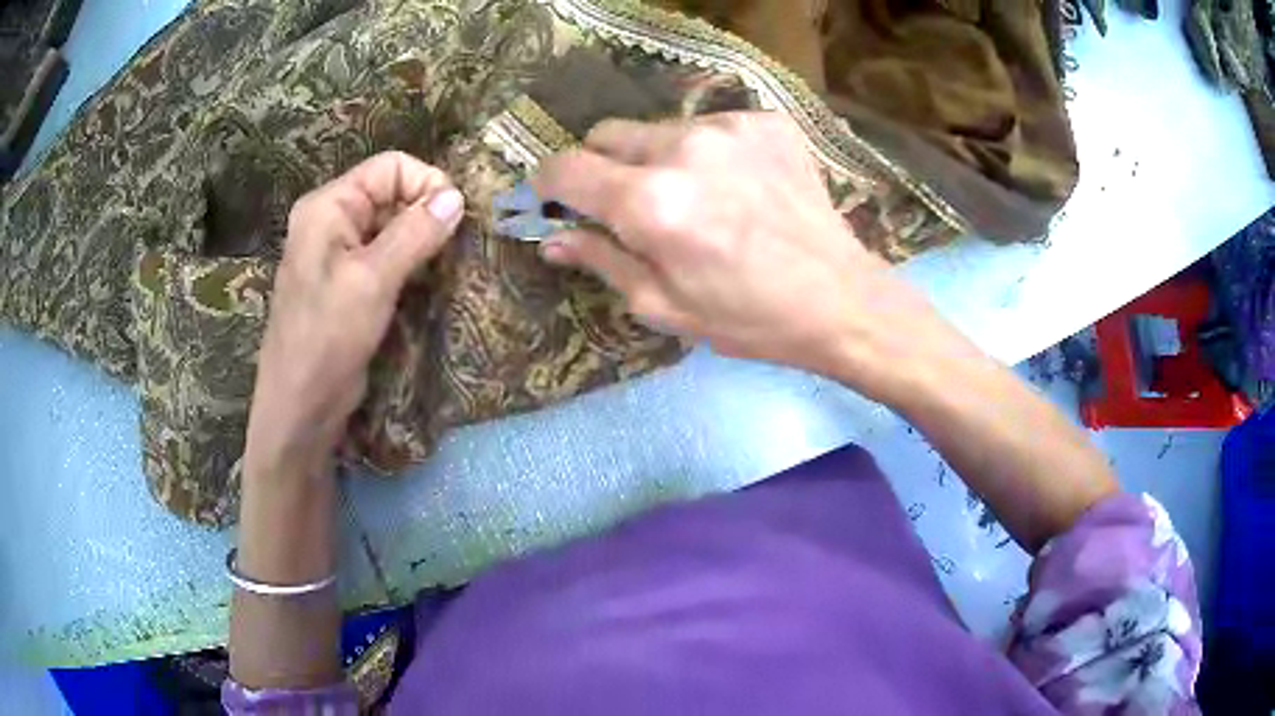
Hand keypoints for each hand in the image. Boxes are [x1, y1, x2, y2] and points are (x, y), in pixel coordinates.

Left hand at [245, 152, 464, 477]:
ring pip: (392, 226)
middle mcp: (332, 220)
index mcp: (329, 206)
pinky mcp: (348, 283)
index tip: (455, 218)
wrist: (300, 405)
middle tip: (453, 247)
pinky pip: (386, 255)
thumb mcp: (372, 280)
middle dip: (426, 213)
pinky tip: (426, 282)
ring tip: (444, 265)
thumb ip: (414, 233)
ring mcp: (338, 253)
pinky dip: (410, 262)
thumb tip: (456, 197)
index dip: (426, 183)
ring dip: (421, 240)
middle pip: (391, 193)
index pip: (390, 167)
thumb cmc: (327, 338)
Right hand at [534, 112, 942, 396]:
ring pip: (659, 130)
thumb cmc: (748, 317)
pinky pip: (710, 128)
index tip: (552, 197)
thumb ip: (602, 260)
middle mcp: (683, 149)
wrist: (840, 299)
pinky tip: (735, 187)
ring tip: (695, 199)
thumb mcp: (664, 305)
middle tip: (627, 204)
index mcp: (650, 203)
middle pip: (607, 134)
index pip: (566, 167)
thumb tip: (552, 239)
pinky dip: (707, 153)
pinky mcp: (765, 123)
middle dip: (602, 166)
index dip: (548, 182)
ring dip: (657, 159)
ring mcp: (728, 128)